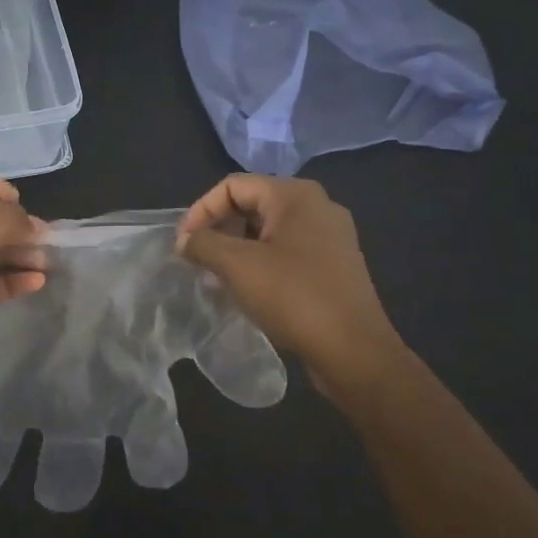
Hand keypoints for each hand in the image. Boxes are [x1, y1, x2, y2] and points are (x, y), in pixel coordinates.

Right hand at [175, 175, 409, 397]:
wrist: (354, 351)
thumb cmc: (293, 297)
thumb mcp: (237, 266)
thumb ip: (203, 244)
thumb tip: (185, 241)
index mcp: (295, 196)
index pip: (233, 186)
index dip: (201, 210)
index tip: (183, 244)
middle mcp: (317, 207)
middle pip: (252, 204)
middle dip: (218, 229)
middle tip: (197, 258)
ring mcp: (330, 237)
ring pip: (268, 230)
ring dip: (236, 247)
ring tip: (215, 276)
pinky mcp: (334, 265)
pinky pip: (286, 251)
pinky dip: (259, 262)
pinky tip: (246, 288)